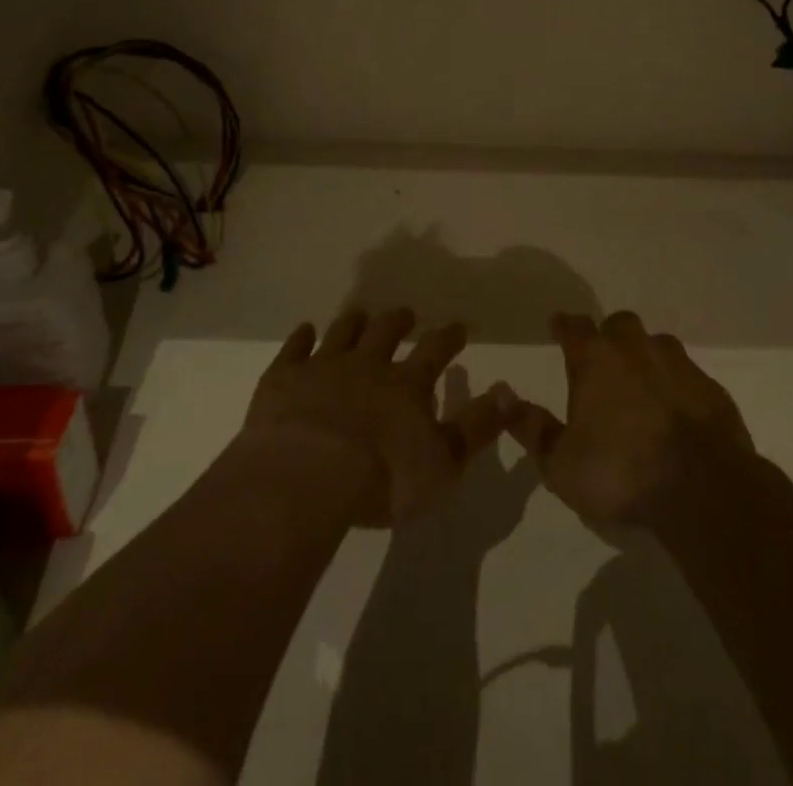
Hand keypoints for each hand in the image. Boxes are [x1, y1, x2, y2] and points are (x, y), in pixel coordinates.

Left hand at [243, 307, 509, 525]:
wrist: (306, 475)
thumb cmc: (382, 478)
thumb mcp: (443, 462)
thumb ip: (477, 427)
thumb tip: (508, 392)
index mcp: (406, 384)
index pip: (435, 350)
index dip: (449, 336)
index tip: (459, 325)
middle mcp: (368, 364)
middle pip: (386, 331)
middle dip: (399, 321)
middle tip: (406, 313)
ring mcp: (323, 366)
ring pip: (343, 332)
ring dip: (355, 322)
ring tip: (361, 315)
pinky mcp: (284, 378)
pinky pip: (295, 348)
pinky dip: (302, 338)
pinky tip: (305, 331)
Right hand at [504, 311, 753, 528]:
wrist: (703, 489)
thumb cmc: (620, 472)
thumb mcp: (561, 463)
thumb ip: (532, 428)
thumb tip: (502, 394)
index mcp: (596, 360)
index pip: (574, 327)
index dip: (564, 325)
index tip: (558, 325)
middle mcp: (636, 349)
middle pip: (619, 325)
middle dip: (608, 336)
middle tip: (603, 360)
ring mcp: (678, 365)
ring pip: (656, 344)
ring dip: (645, 357)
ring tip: (640, 385)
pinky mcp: (711, 388)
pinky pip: (687, 375)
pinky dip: (676, 385)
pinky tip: (675, 410)